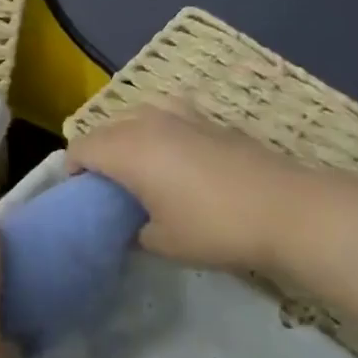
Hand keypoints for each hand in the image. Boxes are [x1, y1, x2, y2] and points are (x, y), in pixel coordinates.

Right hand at [68, 103, 341, 272]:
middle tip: (108, 188)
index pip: (81, 148)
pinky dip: (159, 130)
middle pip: (105, 129)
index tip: (80, 197)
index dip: (71, 171)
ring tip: (140, 168)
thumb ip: (134, 231)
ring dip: (127, 137)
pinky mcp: (209, 118)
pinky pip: (168, 115)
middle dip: (98, 153)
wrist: (286, 208)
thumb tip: (132, 226)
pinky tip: (177, 155)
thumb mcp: (163, 243)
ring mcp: (180, 114)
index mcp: (126, 149)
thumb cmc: (214, 227)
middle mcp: (147, 122)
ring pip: (136, 116)